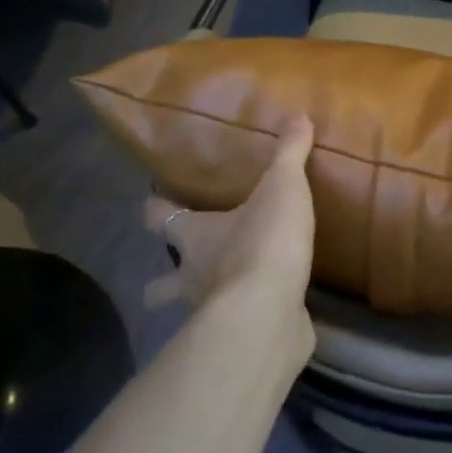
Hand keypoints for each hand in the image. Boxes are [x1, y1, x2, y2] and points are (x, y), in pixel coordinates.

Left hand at [143, 119, 316, 333]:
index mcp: (194, 236)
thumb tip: (299, 116)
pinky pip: (238, 327)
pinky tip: (267, 310)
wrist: (268, 312)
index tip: (152, 202)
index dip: (154, 209)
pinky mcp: (241, 336)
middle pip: (161, 281)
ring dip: (201, 303)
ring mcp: (211, 312)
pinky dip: (247, 319)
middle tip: (183, 265)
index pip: (158, 218)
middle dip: (163, 278)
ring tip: (224, 293)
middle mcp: (193, 275)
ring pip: (191, 310)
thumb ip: (289, 154)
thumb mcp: (282, 188)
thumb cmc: (263, 241)